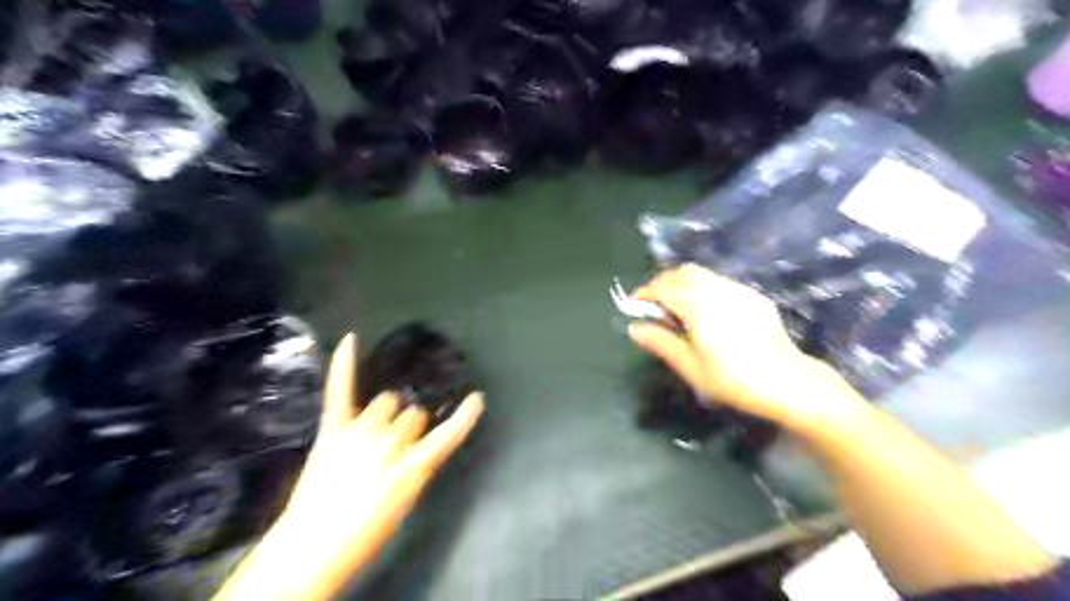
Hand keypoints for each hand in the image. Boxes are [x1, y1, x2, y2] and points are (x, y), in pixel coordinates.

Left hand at [214, 332, 483, 600]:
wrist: (313, 546)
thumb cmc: (366, 530)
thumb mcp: (406, 500)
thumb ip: (417, 466)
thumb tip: (416, 445)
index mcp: (413, 467)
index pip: (447, 436)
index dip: (464, 417)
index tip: (477, 398)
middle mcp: (390, 443)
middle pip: (413, 414)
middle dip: (408, 426)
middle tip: (391, 447)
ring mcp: (361, 432)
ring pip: (387, 401)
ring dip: (385, 413)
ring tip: (371, 431)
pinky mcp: (334, 428)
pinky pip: (341, 391)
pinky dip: (344, 364)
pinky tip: (351, 339)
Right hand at [630, 266, 861, 434]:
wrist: (788, 383)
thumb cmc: (733, 380)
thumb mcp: (691, 367)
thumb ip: (661, 342)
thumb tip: (635, 327)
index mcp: (699, 307)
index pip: (664, 288)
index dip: (645, 293)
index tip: (633, 304)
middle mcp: (718, 290)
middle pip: (683, 272)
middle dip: (663, 282)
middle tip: (653, 304)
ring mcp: (739, 290)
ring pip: (702, 274)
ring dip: (682, 283)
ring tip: (676, 306)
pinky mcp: (753, 296)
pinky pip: (720, 282)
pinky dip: (702, 288)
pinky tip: (704, 311)